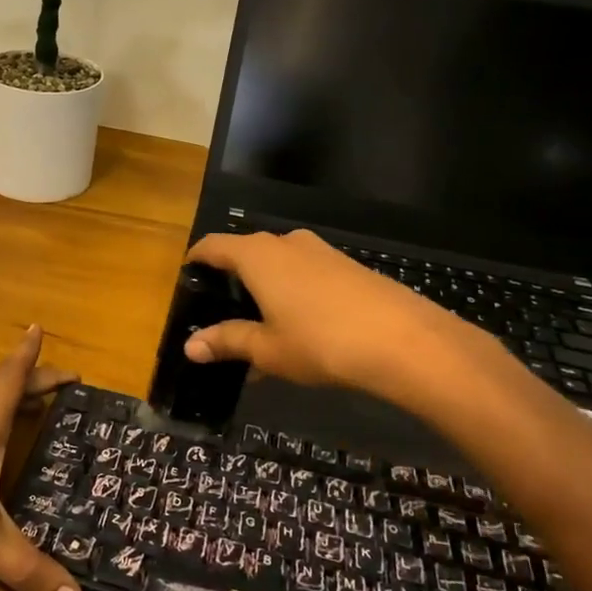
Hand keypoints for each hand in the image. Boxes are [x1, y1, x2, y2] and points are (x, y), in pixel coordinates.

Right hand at [183, 230, 511, 407]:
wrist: (404, 340)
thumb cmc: (320, 341)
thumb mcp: (267, 348)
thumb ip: (228, 341)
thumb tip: (190, 346)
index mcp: (257, 256)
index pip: (214, 246)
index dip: (197, 259)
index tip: (187, 277)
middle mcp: (286, 242)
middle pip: (246, 252)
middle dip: (232, 278)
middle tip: (221, 311)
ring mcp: (320, 251)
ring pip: (279, 263)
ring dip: (265, 288)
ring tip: (260, 325)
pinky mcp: (347, 266)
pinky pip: (305, 273)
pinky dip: (292, 292)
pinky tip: (299, 327)